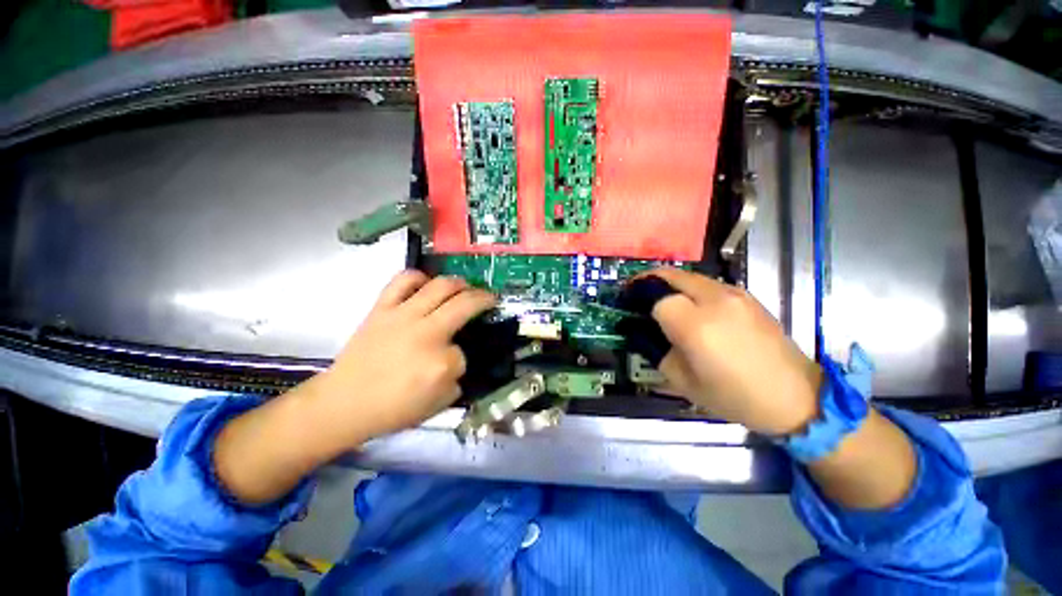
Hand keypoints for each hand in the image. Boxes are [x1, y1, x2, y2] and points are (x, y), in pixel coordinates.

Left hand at [213, 270, 494, 504]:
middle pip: (464, 304)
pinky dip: (418, 277)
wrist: (343, 403)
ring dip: (459, 283)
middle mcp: (426, 333)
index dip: (463, 357)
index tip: (457, 361)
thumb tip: (458, 356)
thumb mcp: (438, 405)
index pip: (464, 353)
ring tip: (465, 286)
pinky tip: (426, 283)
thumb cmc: (392, 409)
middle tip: (490, 298)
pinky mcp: (382, 309)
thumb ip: (456, 378)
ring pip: (440, 286)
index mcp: (440, 364)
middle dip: (484, 298)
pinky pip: (402, 281)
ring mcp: (403, 316)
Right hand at [646, 268, 822, 435]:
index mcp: (696, 326)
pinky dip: (689, 287)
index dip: (640, 303)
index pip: (656, 300)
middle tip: (636, 292)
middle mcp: (714, 301)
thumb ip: (656, 350)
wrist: (795, 397)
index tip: (630, 308)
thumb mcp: (682, 381)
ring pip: (689, 276)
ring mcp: (734, 294)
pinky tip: (690, 305)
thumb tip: (641, 331)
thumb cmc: (734, 396)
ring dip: (669, 283)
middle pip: (671, 276)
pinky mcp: (747, 295)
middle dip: (648, 280)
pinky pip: (708, 283)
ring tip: (661, 298)